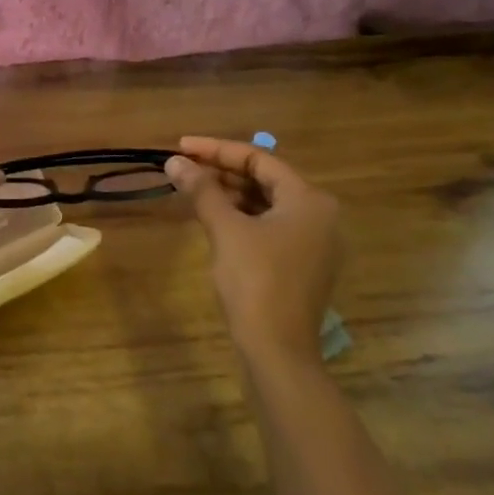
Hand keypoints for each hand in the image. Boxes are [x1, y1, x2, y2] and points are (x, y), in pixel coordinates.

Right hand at [165, 135, 341, 367]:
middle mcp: (319, 214)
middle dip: (222, 171)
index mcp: (308, 199)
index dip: (216, 149)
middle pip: (265, 179)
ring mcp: (314, 241)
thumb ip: (201, 190)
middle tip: (183, 166)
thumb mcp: (225, 229)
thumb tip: (174, 161)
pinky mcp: (302, 262)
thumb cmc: (255, 281)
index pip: (259, 159)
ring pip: (266, 203)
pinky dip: (242, 216)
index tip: (181, 146)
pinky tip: (213, 215)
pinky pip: (270, 225)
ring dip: (230, 193)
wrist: (277, 348)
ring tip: (192, 187)